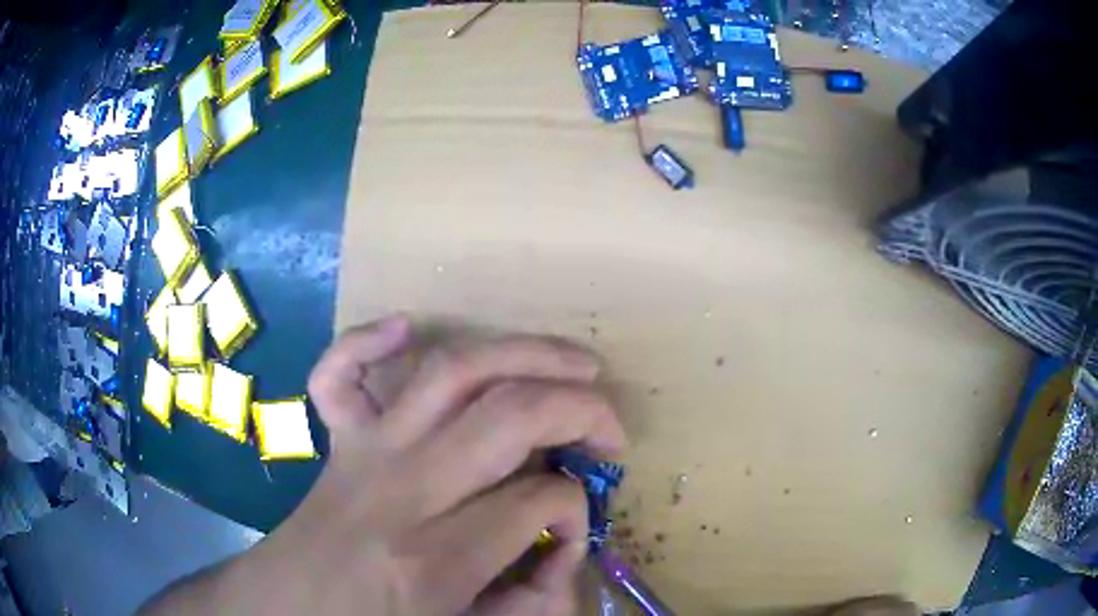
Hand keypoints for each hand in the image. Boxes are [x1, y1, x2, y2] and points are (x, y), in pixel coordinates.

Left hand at [143, 315, 625, 615]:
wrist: (288, 609)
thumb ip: (530, 603)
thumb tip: (564, 555)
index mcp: (433, 560)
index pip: (540, 503)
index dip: (578, 513)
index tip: (572, 534)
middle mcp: (401, 490)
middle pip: (511, 416)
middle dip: (581, 411)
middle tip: (610, 433)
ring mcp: (364, 451)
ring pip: (452, 371)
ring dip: (527, 353)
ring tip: (578, 363)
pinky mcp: (337, 437)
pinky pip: (340, 372)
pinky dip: (367, 339)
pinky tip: (403, 326)